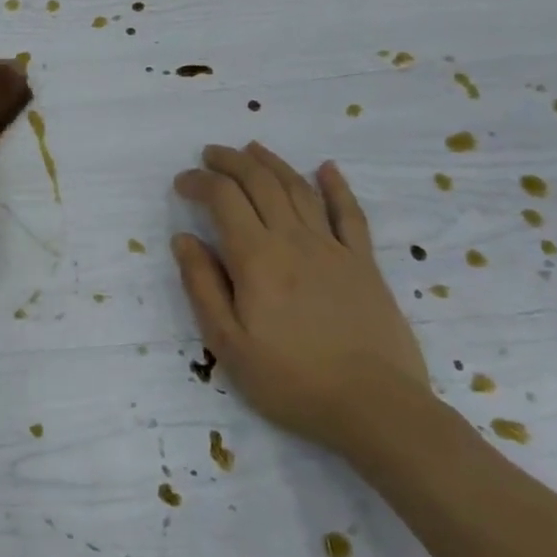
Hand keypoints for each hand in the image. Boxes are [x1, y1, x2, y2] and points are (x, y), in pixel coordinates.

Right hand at [172, 143, 428, 450]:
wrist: (374, 407)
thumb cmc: (291, 380)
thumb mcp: (228, 343)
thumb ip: (202, 286)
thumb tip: (184, 239)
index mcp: (256, 258)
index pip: (223, 199)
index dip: (199, 182)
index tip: (181, 182)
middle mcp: (294, 240)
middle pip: (260, 182)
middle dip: (231, 161)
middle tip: (210, 154)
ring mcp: (334, 248)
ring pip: (299, 189)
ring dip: (273, 163)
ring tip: (252, 150)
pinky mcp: (364, 263)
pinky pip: (350, 214)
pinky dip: (336, 186)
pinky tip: (327, 168)